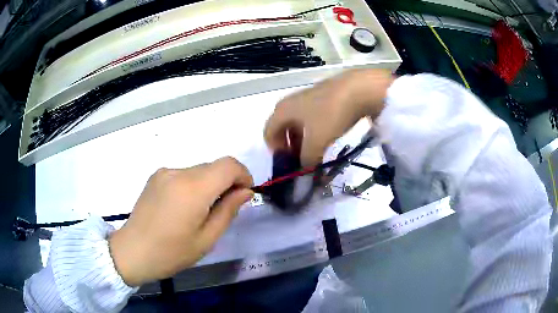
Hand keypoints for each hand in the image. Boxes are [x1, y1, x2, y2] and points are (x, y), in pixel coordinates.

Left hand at [109, 157, 253, 286]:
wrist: (133, 251)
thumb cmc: (171, 252)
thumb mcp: (207, 238)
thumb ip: (228, 210)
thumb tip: (245, 191)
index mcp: (193, 188)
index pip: (228, 165)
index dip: (243, 175)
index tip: (244, 194)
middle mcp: (178, 172)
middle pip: (214, 167)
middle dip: (226, 182)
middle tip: (225, 208)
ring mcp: (164, 172)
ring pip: (199, 170)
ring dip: (209, 185)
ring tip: (201, 211)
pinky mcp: (156, 176)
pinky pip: (183, 174)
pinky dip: (193, 185)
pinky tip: (183, 207)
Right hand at [264, 69, 393, 165]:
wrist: (358, 89)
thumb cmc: (330, 114)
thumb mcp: (316, 142)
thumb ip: (306, 161)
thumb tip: (304, 172)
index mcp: (282, 111)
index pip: (268, 134)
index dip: (276, 152)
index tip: (289, 163)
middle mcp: (290, 102)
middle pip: (283, 129)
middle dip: (290, 147)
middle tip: (302, 160)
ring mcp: (307, 98)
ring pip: (299, 124)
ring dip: (303, 141)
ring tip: (317, 152)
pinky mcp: (323, 97)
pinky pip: (312, 118)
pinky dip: (315, 131)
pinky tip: (328, 137)